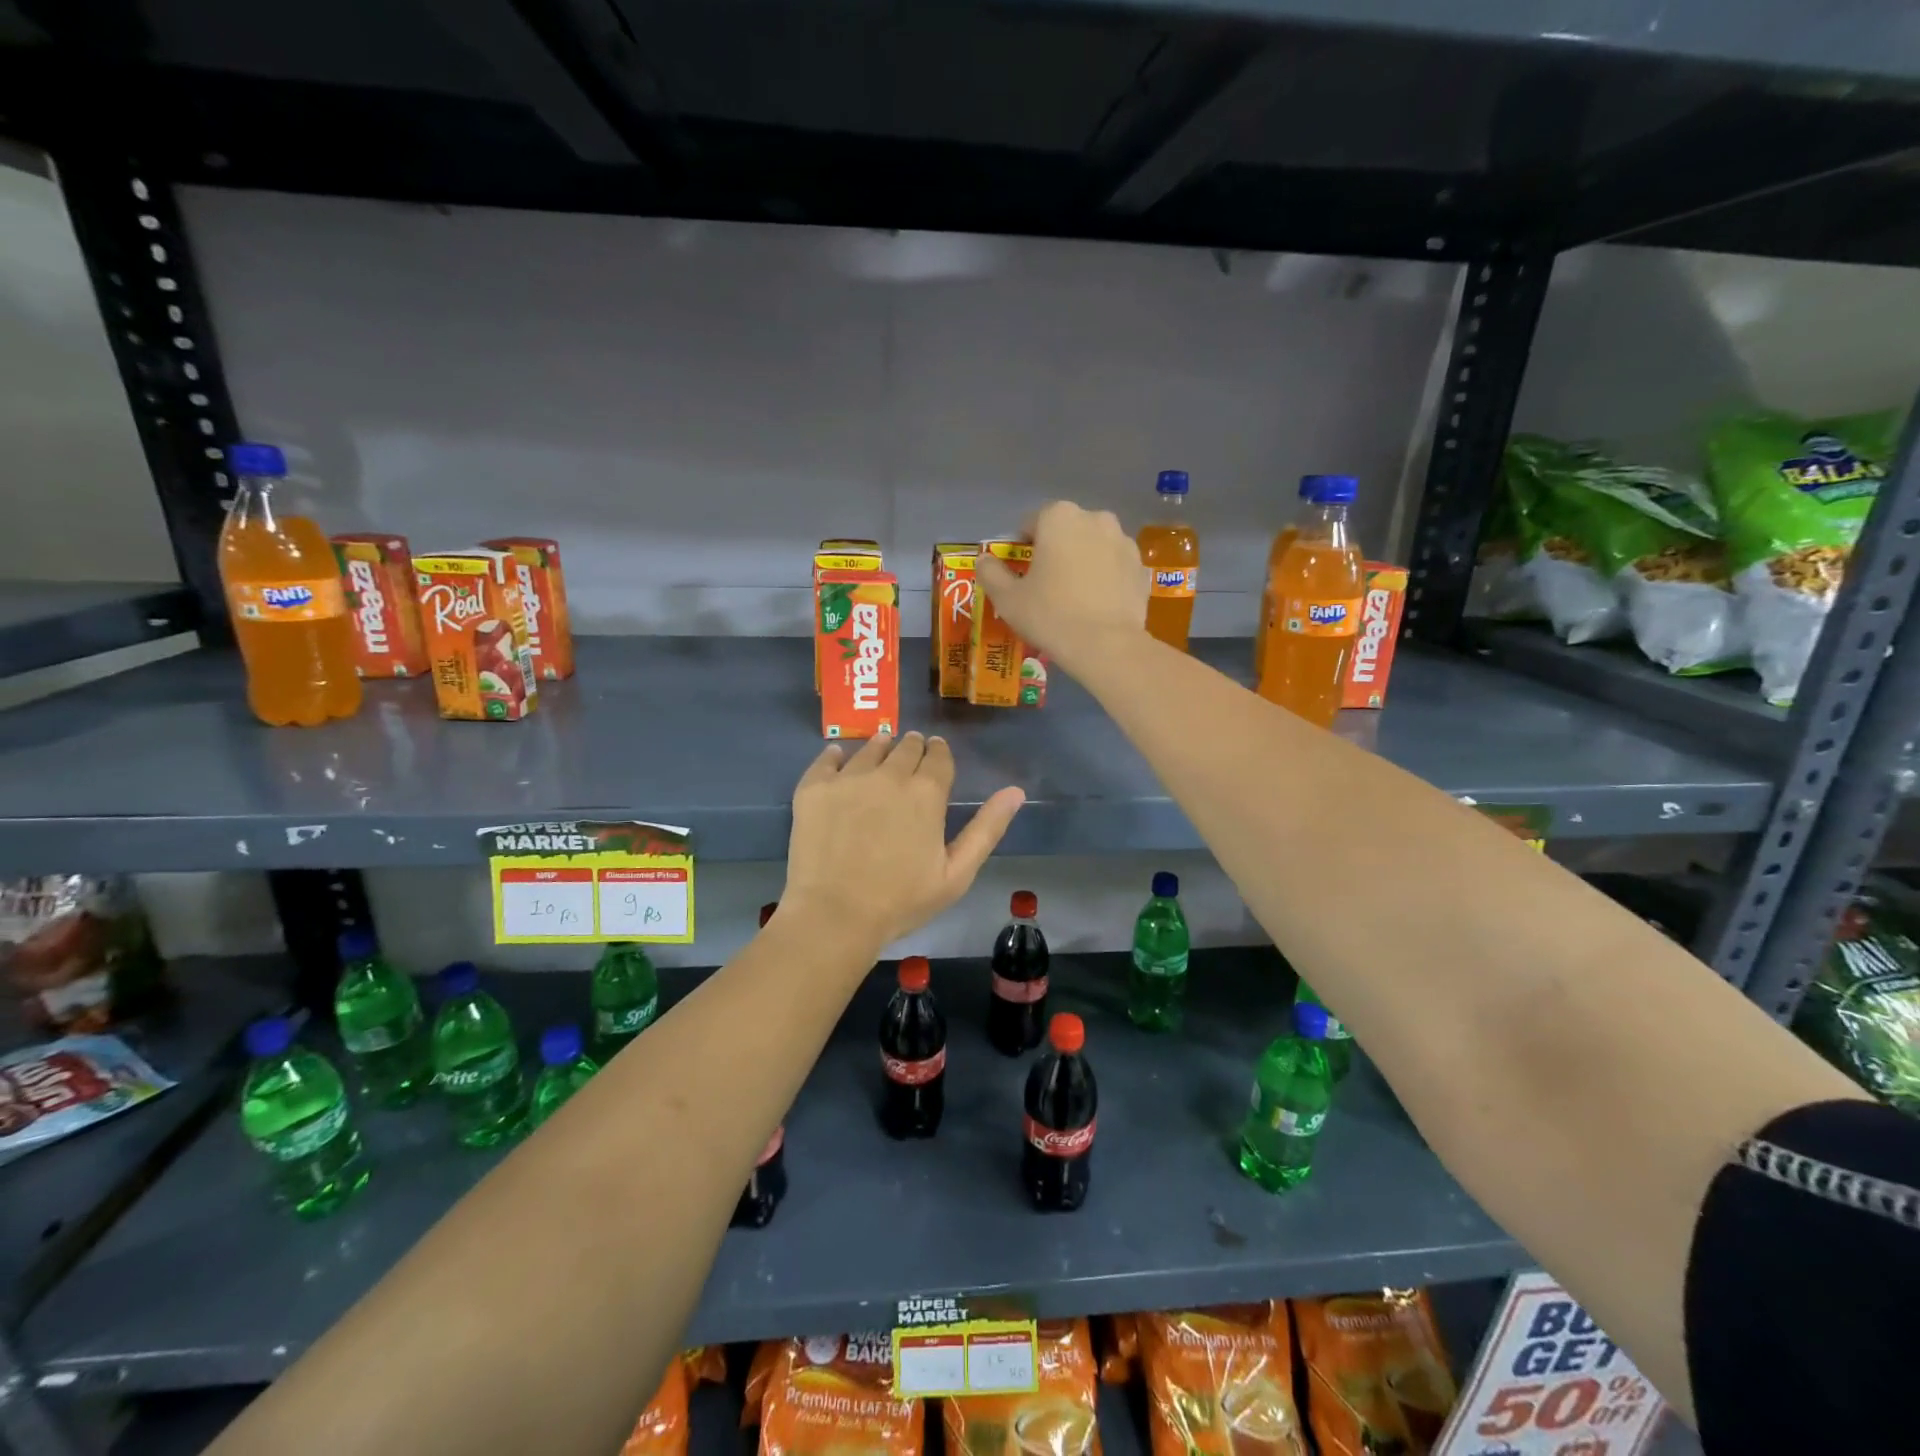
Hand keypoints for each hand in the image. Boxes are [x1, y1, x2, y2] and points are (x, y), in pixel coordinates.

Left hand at [780, 733, 1024, 957]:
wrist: (835, 916)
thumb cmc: (902, 901)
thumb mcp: (957, 873)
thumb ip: (987, 828)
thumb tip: (1016, 791)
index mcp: (927, 792)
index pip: (938, 756)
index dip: (939, 753)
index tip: (936, 754)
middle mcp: (889, 774)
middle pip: (905, 747)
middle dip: (912, 748)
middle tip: (910, 754)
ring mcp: (848, 778)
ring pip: (869, 748)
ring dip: (880, 747)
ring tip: (880, 751)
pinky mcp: (814, 788)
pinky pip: (826, 758)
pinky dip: (836, 756)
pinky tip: (838, 759)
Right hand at [974, 501, 1148, 673]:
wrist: (1106, 646)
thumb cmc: (1050, 615)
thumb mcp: (1007, 598)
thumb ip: (991, 573)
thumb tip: (984, 560)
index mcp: (1059, 517)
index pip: (1031, 523)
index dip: (1022, 548)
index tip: (1021, 574)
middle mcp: (1095, 518)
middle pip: (1066, 531)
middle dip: (1056, 551)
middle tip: (1047, 586)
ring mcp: (1124, 541)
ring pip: (1093, 547)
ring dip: (1082, 562)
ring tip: (1075, 597)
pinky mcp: (1141, 567)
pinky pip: (1114, 567)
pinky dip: (1105, 578)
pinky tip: (1097, 606)